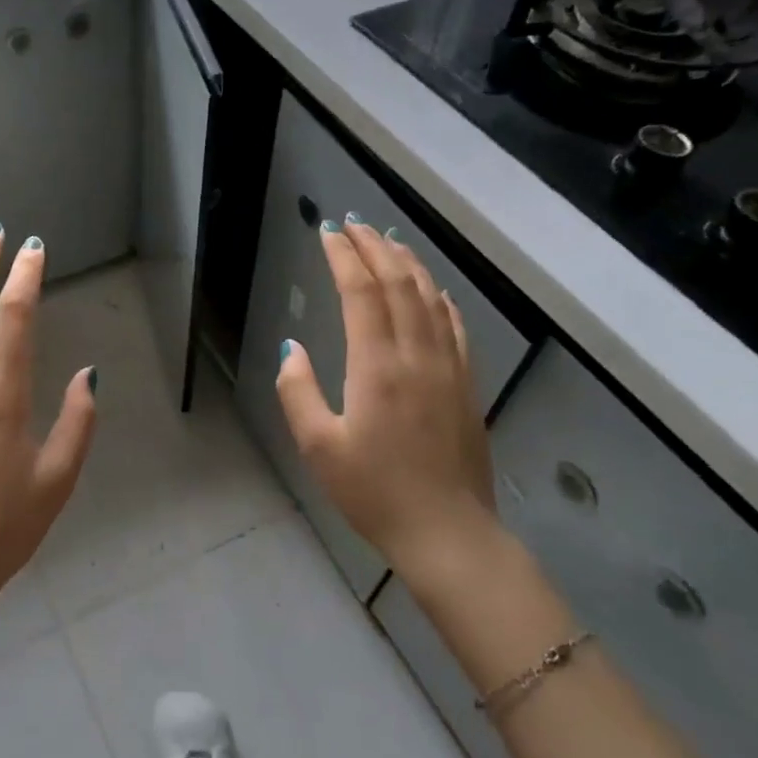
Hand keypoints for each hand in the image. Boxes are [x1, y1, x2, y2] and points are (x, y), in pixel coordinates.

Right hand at [276, 219, 498, 569]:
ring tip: (388, 241)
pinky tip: (432, 289)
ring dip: (408, 263)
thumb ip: (297, 391)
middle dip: (374, 247)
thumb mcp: (318, 447)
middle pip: (398, 283)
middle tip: (353, 223)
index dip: (344, 257)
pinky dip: (439, 296)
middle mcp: (416, 355)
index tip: (328, 232)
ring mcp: (448, 367)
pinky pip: (454, 325)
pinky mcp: (466, 384)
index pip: (361, 293)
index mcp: (376, 366)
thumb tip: (291, 348)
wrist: (448, 534)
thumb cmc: (374, 493)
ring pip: (430, 298)